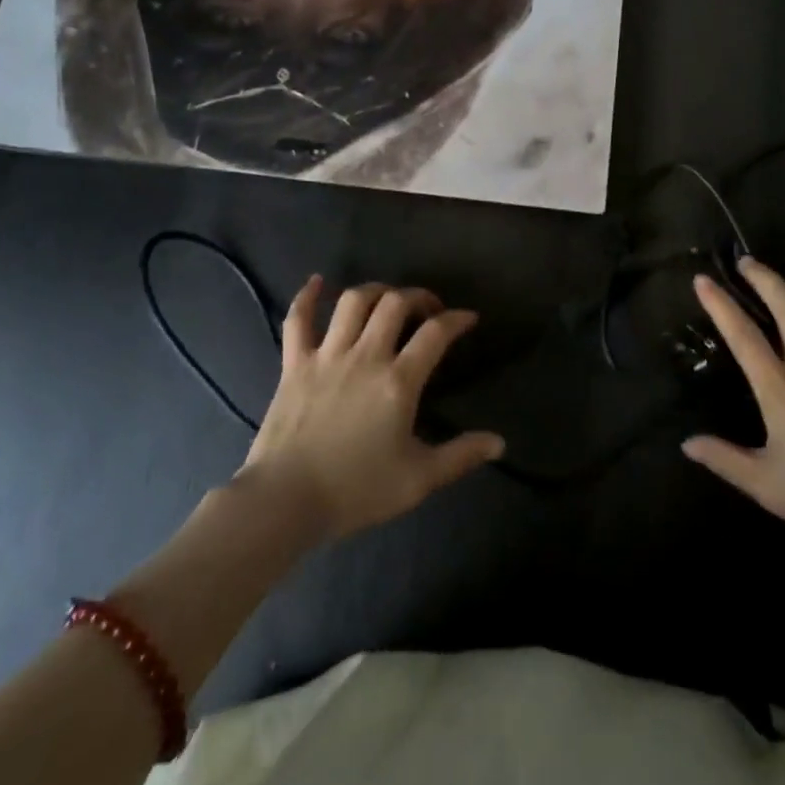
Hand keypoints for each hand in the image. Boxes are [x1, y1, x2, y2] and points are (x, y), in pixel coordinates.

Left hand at [239, 276, 504, 539]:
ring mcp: (327, 355)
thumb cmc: (355, 490)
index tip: (468, 318)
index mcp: (399, 381)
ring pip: (353, 301)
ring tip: (387, 298)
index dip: (457, 319)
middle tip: (428, 309)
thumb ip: (461, 456)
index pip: (436, 333)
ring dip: (375, 291)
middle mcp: (366, 356)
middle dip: (418, 297)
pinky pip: (298, 320)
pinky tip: (317, 282)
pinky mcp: (294, 364)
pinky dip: (306, 296)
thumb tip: (500, 443)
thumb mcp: (418, 480)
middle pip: (396, 304)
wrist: (284, 502)